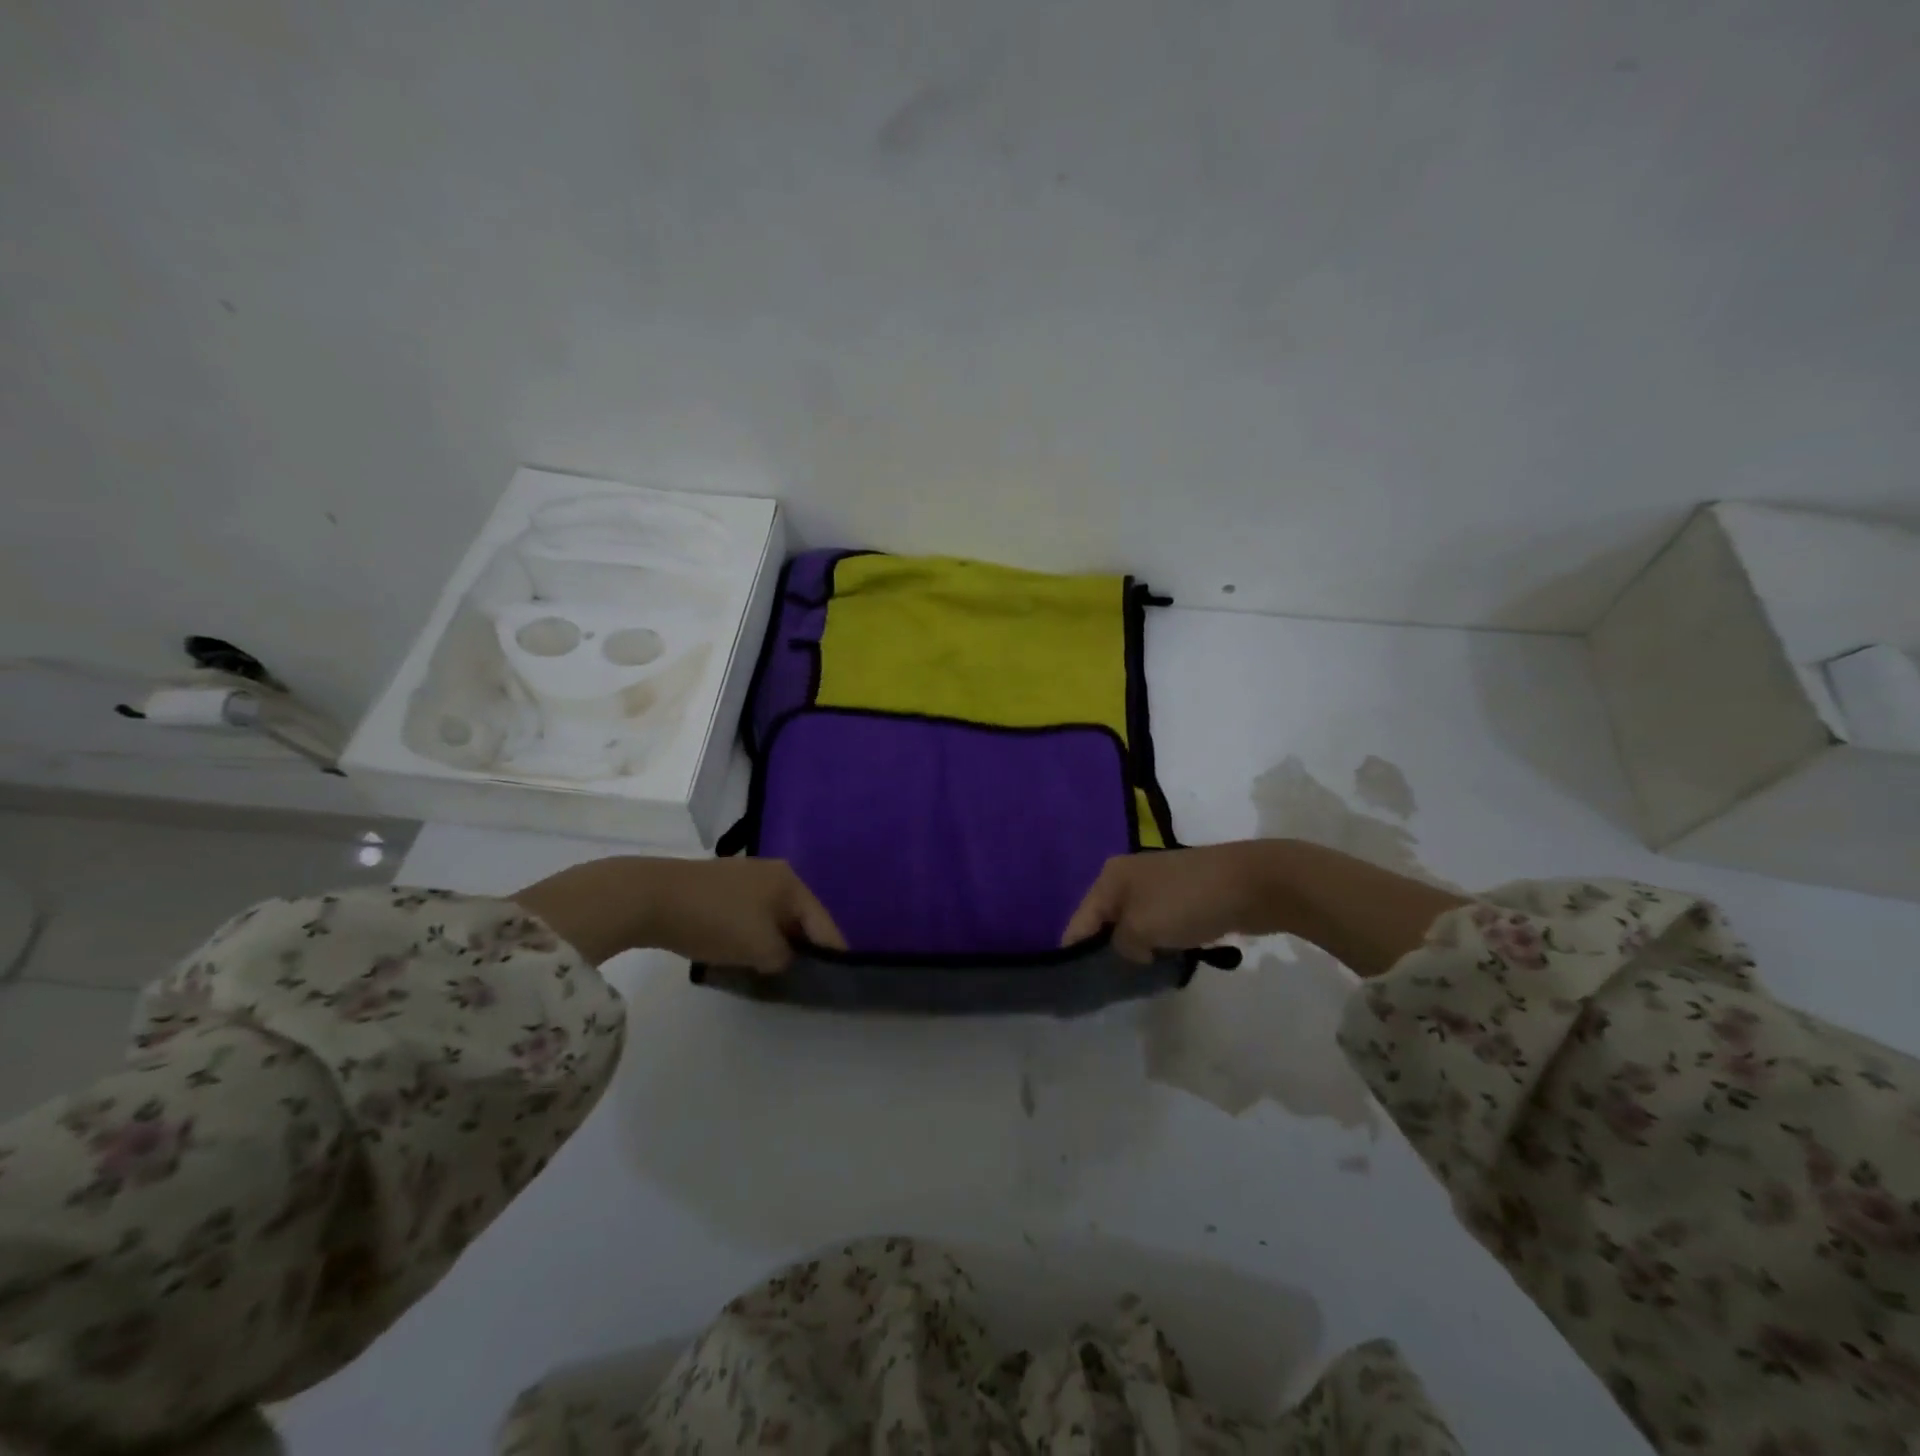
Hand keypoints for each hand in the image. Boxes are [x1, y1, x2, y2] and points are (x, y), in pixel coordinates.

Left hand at [513, 856, 845, 969]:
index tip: (839, 981)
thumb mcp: (759, 947)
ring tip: (773, 972)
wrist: (649, 896)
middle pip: (799, 918)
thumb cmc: (714, 919)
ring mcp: (745, 877)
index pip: (823, 923)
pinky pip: (750, 915)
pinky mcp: (719, 886)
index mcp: (791, 882)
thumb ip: (784, 958)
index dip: (833, 953)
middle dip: (802, 948)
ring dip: (775, 942)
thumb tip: (786, 960)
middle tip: (804, 981)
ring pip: (773, 917)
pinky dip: (753, 934)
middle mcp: (774, 873)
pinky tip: (744, 954)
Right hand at [1061, 840, 1467, 974]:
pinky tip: (1168, 964)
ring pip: (1135, 926)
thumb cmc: (1188, 902)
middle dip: (1108, 953)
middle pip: (1105, 923)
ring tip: (1140, 981)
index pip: (1079, 921)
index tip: (1079, 990)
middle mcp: (1128, 877)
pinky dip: (1161, 944)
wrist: (1254, 883)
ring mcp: (1158, 885)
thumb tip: (1131, 951)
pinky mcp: (1184, 897)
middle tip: (1112, 989)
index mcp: (1110, 877)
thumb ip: (1121, 946)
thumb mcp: (1142, 928)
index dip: (1076, 954)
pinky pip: (1160, 926)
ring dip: (1138, 950)